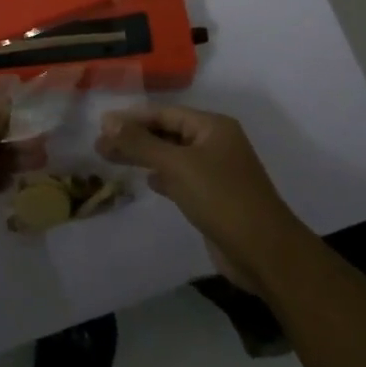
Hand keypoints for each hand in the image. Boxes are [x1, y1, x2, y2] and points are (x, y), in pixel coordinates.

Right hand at [96, 105, 312, 293]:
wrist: (265, 253)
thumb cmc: (222, 199)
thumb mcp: (177, 166)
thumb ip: (140, 143)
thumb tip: (107, 121)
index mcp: (213, 126)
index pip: (165, 113)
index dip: (132, 118)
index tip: (101, 125)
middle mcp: (216, 143)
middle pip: (167, 133)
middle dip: (135, 138)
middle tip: (100, 145)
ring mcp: (217, 171)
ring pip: (173, 156)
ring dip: (145, 157)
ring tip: (112, 159)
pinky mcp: (215, 197)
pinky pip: (182, 178)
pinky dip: (162, 177)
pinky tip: (147, 181)